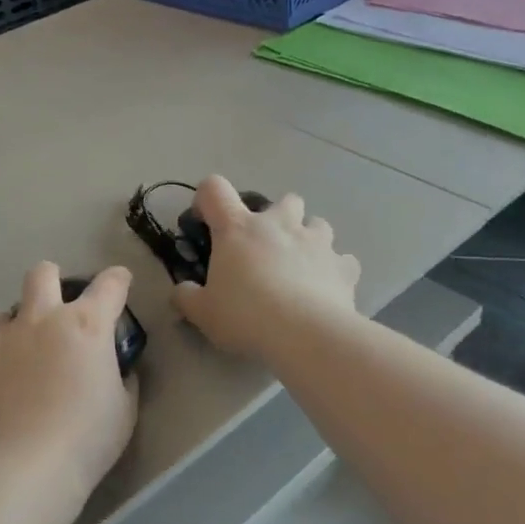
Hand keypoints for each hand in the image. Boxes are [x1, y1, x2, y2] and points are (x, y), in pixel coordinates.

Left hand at [0, 263, 137, 498]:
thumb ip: (120, 378)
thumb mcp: (123, 409)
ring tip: (21, 364)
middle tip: (56, 308)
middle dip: (51, 280)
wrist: (23, 470)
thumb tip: (115, 370)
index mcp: (84, 325)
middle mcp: (39, 320)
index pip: (109, 284)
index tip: (119, 282)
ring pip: (5, 316)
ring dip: (17, 331)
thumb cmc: (87, 439)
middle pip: (42, 274)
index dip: (117, 280)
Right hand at [172, 176, 360, 360]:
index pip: (214, 189)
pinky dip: (335, 270)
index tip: (206, 222)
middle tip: (266, 249)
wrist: (306, 334)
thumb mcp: (203, 313)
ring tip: (301, 267)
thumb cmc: (246, 316)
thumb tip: (181, 292)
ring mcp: (316, 241)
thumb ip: (186, 298)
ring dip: (309, 239)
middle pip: (284, 200)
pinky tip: (328, 289)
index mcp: (238, 228)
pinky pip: (342, 260)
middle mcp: (279, 224)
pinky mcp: (343, 266)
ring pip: (318, 224)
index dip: (207, 199)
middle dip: (278, 217)